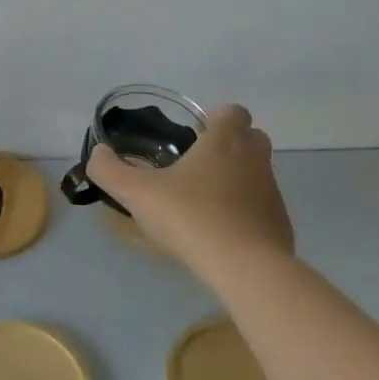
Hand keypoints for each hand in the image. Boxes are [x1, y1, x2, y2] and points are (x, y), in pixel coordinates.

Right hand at [86, 104, 293, 271]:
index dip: (215, 119)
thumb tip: (97, 154)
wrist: (245, 268)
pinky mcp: (280, 224)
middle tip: (196, 167)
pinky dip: (245, 214)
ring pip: (257, 174)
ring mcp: (272, 192)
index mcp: (225, 141)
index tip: (194, 137)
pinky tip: (220, 234)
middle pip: (251, 138)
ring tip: (203, 204)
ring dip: (236, 180)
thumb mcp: (136, 193)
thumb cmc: (190, 217)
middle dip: (229, 146)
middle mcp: (254, 159)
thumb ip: (109, 170)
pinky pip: (262, 208)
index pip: (232, 112)